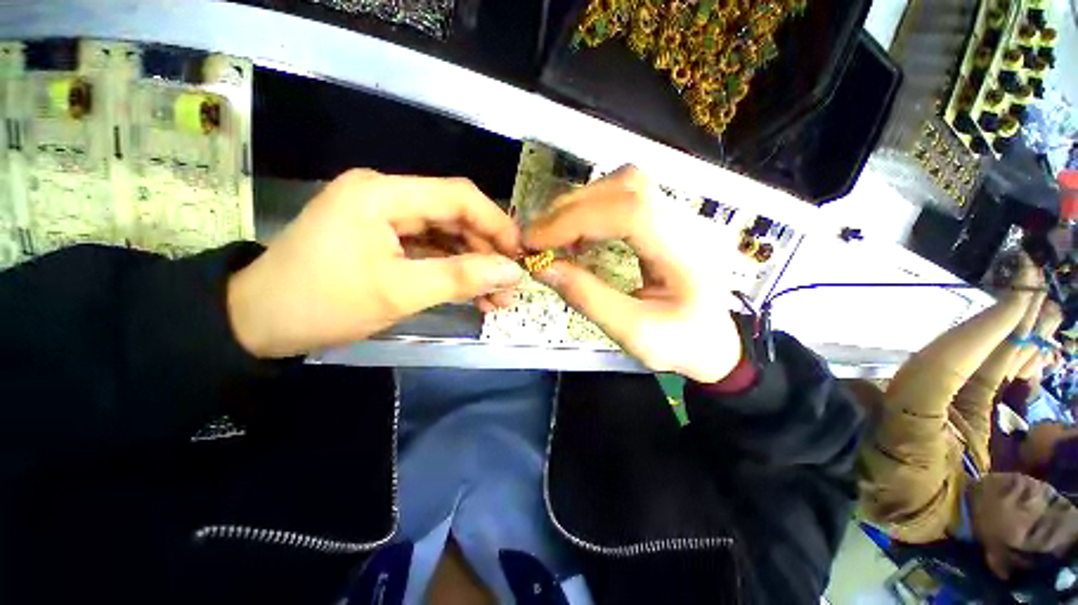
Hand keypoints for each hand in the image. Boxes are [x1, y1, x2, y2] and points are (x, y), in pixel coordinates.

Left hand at [228, 170, 523, 357]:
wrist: (255, 323)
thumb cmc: (321, 303)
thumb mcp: (399, 292)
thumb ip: (460, 278)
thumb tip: (512, 272)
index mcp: (382, 194)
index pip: (457, 196)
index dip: (496, 223)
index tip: (520, 254)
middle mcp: (385, 195)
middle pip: (454, 216)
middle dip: (486, 252)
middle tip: (509, 285)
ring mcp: (383, 217)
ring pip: (445, 235)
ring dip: (473, 265)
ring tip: (495, 297)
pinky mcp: (382, 237)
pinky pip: (429, 248)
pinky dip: (452, 270)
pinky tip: (471, 292)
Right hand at [525, 166, 740, 382]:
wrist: (712, 341)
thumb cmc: (678, 343)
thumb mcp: (632, 332)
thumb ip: (587, 298)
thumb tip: (541, 266)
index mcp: (686, 254)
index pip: (630, 212)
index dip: (576, 220)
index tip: (535, 242)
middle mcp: (686, 222)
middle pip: (625, 188)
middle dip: (570, 210)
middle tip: (537, 239)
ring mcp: (678, 214)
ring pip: (622, 185)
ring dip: (579, 205)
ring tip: (553, 236)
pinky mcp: (665, 218)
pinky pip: (623, 196)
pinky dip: (591, 209)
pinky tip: (577, 233)